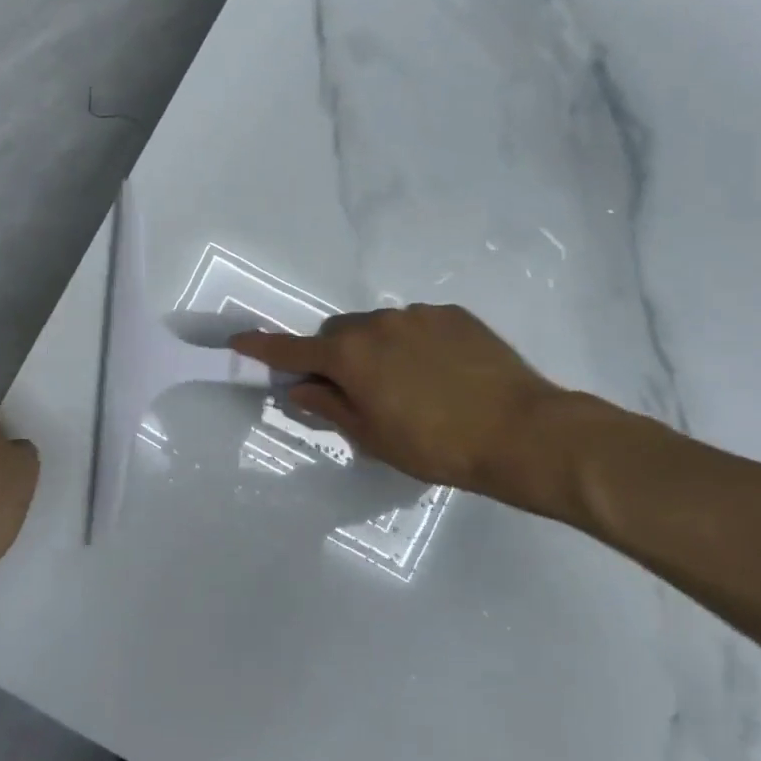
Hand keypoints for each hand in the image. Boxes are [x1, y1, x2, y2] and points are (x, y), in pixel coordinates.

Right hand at [232, 305, 596, 516]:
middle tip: (354, 390)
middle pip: (337, 333)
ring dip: (376, 349)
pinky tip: (440, 373)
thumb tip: (300, 388)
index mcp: (350, 356)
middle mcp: (377, 324)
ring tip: (409, 384)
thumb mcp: (373, 437)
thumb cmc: (437, 446)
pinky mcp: (452, 314)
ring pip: (378, 327)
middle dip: (335, 355)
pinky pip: (415, 324)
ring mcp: (417, 315)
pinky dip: (412, 343)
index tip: (238, 342)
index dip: (263, 348)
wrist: (522, 432)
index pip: (293, 350)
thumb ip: (330, 407)